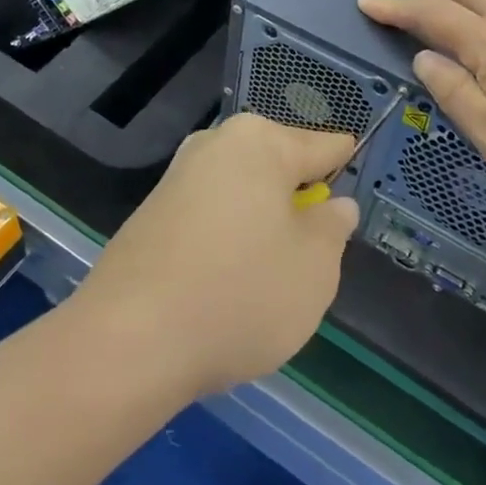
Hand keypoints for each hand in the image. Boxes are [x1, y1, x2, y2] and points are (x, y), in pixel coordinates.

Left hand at [73, 114, 357, 400]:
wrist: (129, 341)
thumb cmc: (240, 294)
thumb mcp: (314, 267)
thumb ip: (333, 228)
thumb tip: (334, 206)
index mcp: (260, 142)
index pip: (324, 146)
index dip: (345, 171)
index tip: (355, 197)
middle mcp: (215, 145)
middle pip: (278, 168)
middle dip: (298, 204)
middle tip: (309, 256)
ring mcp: (177, 178)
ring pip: (243, 195)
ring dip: (262, 227)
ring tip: (265, 281)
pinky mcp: (151, 214)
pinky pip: (210, 219)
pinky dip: (226, 243)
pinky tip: (224, 288)